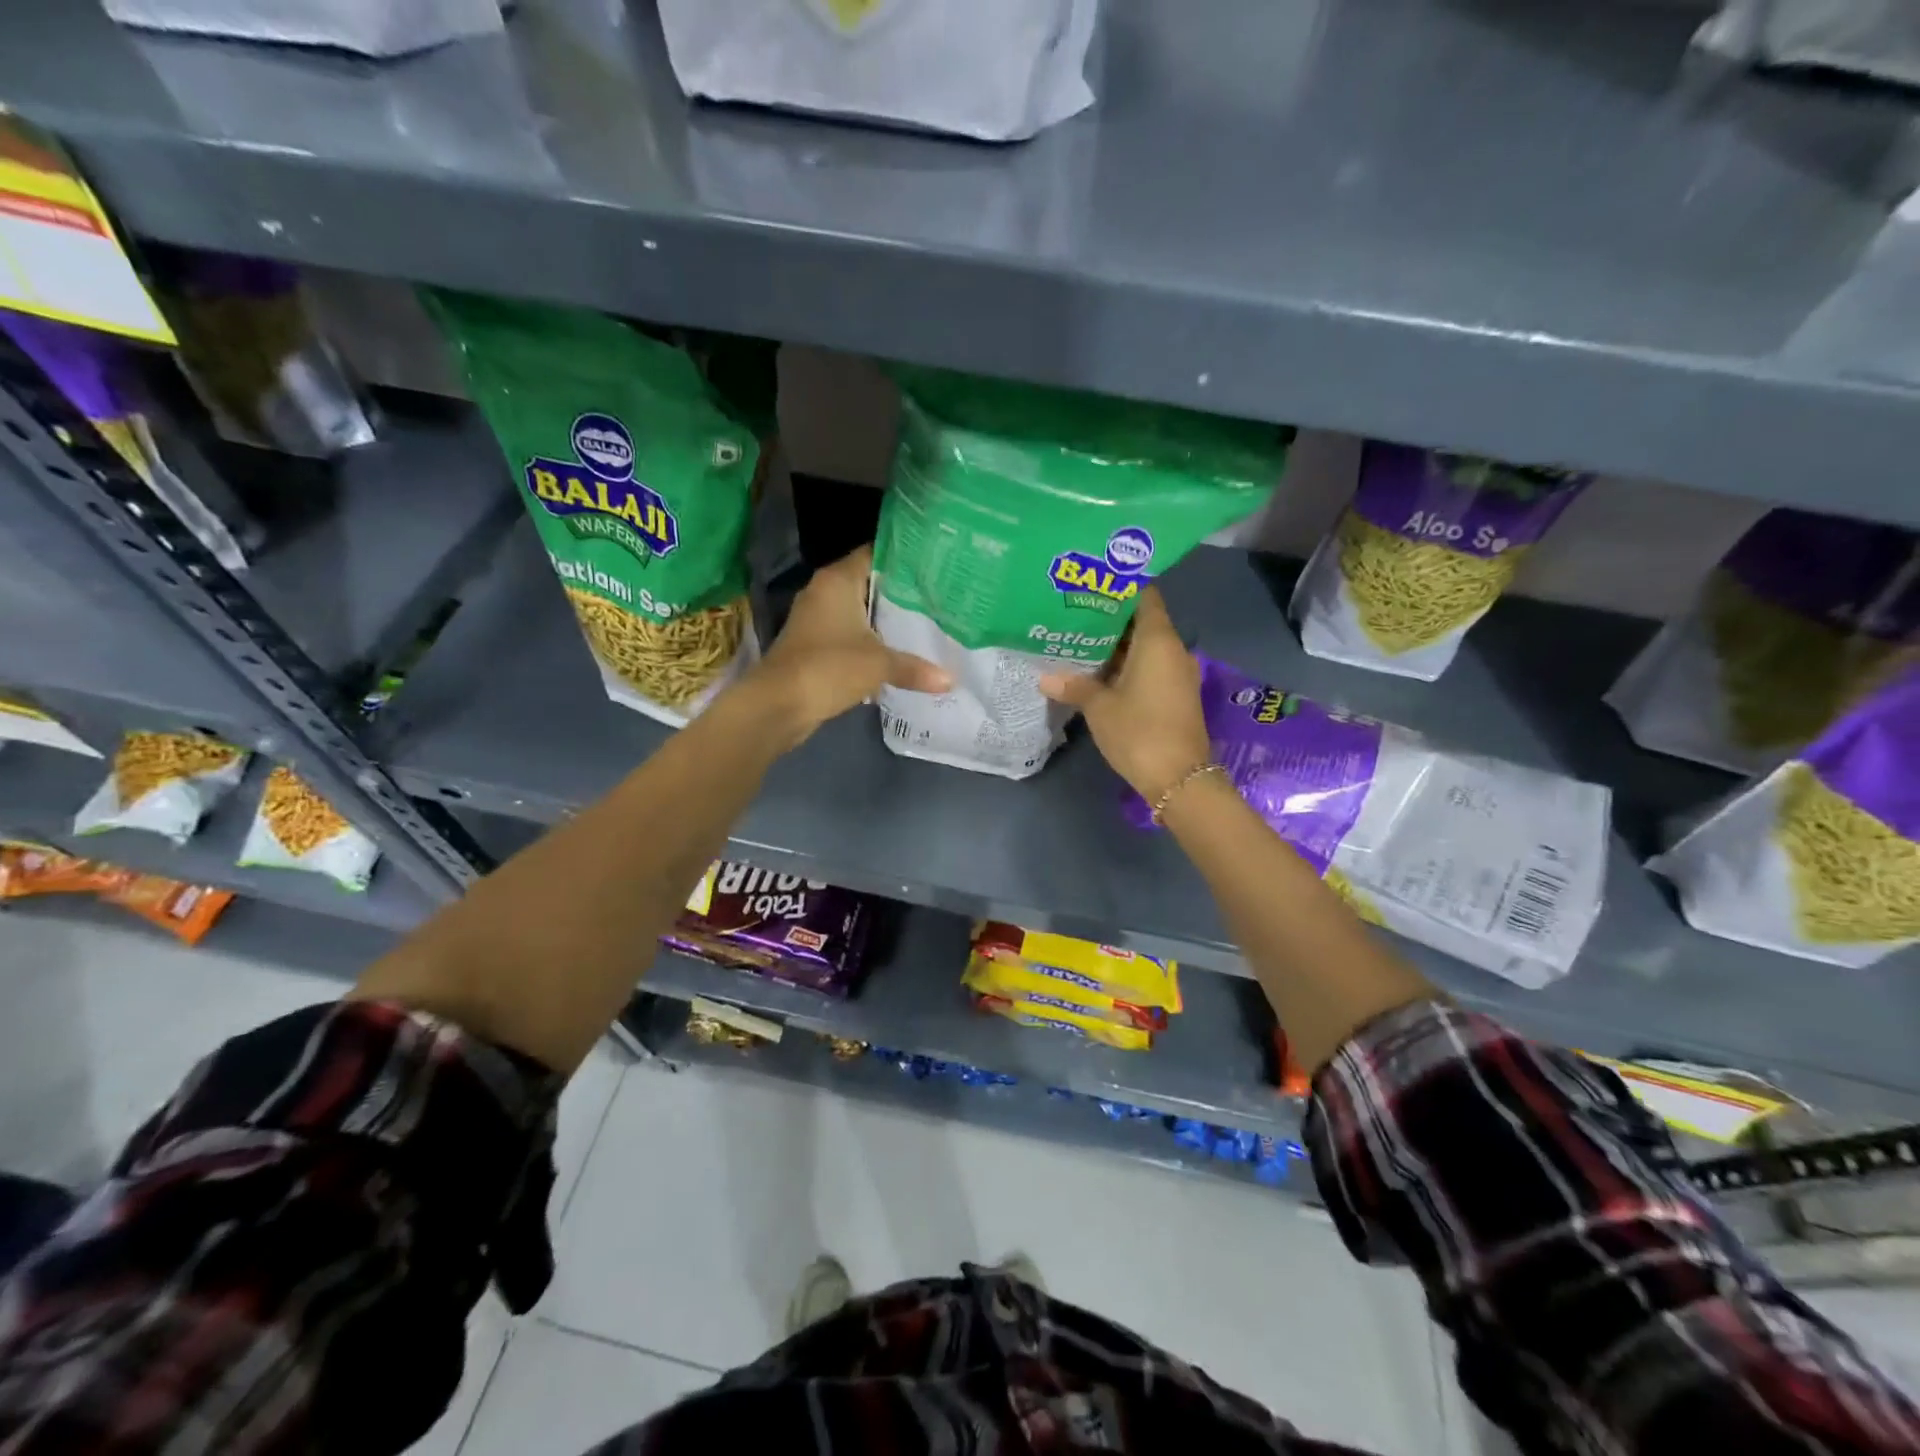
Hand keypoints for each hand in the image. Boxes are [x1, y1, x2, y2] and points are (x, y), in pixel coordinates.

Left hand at [748, 545, 950, 744]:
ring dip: (886, 618)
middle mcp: (825, 591)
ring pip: (860, 610)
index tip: (936, 564)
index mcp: (838, 580)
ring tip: (928, 620)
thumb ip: (915, 668)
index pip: (875, 553)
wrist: (778, 704)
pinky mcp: (815, 644)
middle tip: (941, 594)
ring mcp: (817, 618)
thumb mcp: (879, 665)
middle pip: (870, 582)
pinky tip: (899, 649)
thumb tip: (951, 679)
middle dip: (902, 591)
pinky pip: (851, 633)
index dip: (905, 558)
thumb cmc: (829, 667)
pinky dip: (872, 640)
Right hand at [1038, 587, 1210, 802]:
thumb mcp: (1099, 707)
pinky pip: (1151, 667)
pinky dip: (1128, 665)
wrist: (1178, 778)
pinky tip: (1099, 672)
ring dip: (1118, 646)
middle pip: (1143, 622)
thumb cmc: (1139, 731)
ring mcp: (1177, 674)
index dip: (1121, 588)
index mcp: (1158, 640)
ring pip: (1146, 648)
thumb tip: (1046, 677)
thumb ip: (1074, 686)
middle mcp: (1173, 650)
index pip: (1145, 597)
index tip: (1093, 586)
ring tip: (1081, 641)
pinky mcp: (1176, 695)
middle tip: (1076, 614)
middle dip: (1111, 619)